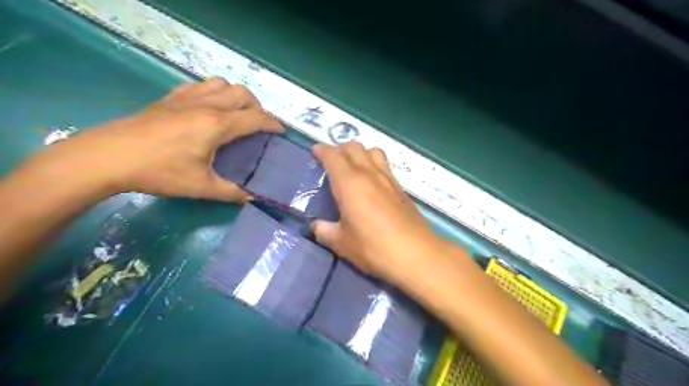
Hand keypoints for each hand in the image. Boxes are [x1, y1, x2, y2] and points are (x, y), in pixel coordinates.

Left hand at [32, 77, 281, 199]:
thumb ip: (231, 192)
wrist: (107, 157)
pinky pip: (200, 85)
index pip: (255, 118)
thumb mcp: (200, 187)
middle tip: (258, 125)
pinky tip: (208, 107)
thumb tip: (252, 197)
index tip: (281, 132)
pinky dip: (213, 92)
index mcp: (217, 125)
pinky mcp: (169, 98)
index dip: (273, 124)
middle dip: (258, 107)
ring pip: (222, 84)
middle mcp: (206, 105)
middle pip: (243, 94)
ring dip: (236, 96)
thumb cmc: (159, 171)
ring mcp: (186, 98)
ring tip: (237, 113)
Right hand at [310, 142, 443, 282]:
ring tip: (353, 168)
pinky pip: (384, 165)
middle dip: (340, 149)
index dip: (322, 150)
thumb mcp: (342, 243)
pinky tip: (372, 183)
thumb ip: (324, 231)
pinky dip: (374, 164)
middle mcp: (369, 173)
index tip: (315, 152)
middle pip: (354, 147)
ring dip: (360, 153)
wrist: (415, 253)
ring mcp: (388, 178)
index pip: (333, 156)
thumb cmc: (373, 247)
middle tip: (332, 162)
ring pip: (372, 151)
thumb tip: (316, 226)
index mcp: (349, 183)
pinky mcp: (401, 187)